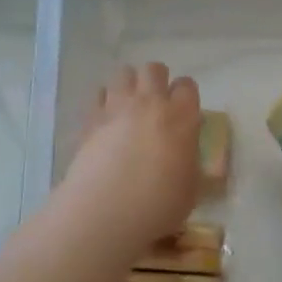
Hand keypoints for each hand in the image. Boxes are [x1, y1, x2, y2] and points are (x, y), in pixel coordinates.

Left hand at [61, 62, 201, 251]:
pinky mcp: (91, 119)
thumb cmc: (158, 205)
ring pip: (124, 73)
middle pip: (154, 69)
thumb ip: (189, 163)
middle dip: (157, 80)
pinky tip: (107, 118)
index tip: (184, 110)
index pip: (187, 86)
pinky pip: (98, 94)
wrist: (106, 212)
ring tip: (130, 105)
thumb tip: (183, 156)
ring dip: (130, 84)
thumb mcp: (191, 189)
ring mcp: (117, 107)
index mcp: (181, 117)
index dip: (186, 95)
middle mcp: (150, 103)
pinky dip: (105, 100)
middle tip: (156, 103)